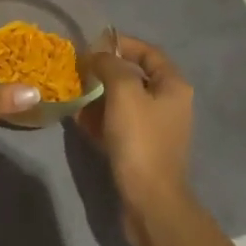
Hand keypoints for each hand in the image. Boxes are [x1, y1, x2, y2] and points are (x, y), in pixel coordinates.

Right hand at [77, 36, 194, 245]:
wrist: (150, 202)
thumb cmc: (140, 139)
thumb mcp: (124, 92)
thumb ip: (110, 65)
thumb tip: (97, 56)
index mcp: (172, 85)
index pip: (147, 52)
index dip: (121, 44)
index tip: (93, 44)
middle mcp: (168, 103)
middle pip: (134, 76)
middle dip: (105, 71)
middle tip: (79, 69)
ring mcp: (155, 128)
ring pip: (123, 101)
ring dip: (99, 94)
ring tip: (73, 91)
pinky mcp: (141, 149)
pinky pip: (118, 123)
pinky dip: (100, 118)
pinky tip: (77, 118)